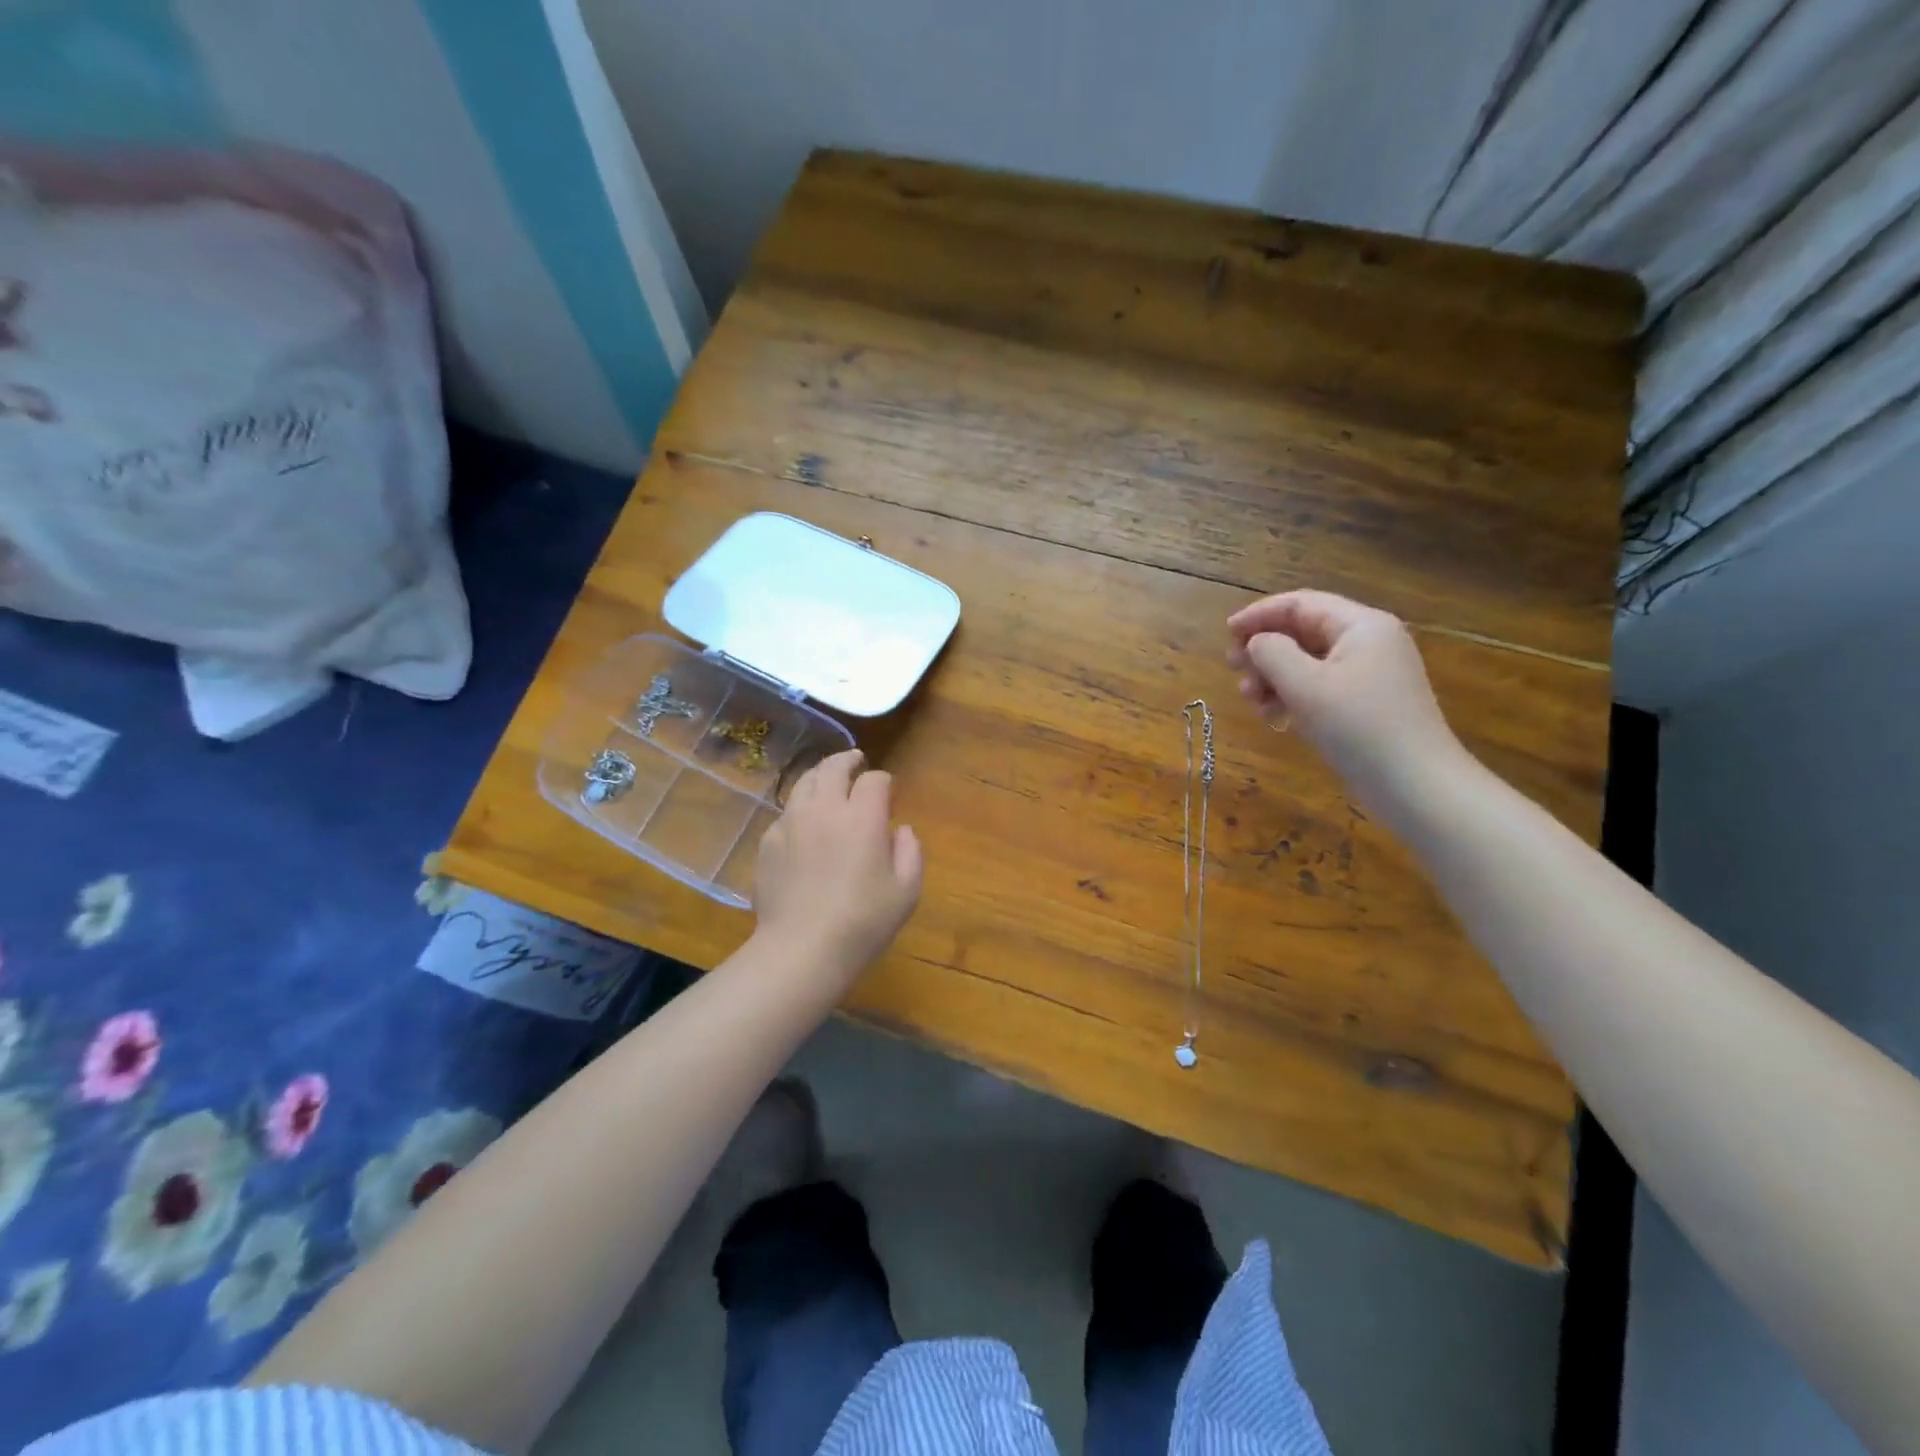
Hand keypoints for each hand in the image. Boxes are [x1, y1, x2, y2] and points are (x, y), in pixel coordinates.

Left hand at [753, 749, 922, 984]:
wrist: (801, 949)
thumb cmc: (863, 922)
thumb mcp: (906, 891)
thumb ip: (910, 851)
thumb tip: (900, 830)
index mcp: (862, 817)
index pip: (875, 780)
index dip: (885, 782)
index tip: (889, 793)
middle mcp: (824, 809)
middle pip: (833, 767)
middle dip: (848, 760)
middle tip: (856, 761)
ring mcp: (791, 823)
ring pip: (805, 783)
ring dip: (821, 775)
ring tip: (828, 779)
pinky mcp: (768, 841)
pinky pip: (786, 811)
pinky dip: (800, 807)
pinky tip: (805, 823)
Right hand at [1227, 590, 1469, 817]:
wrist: (1415, 785)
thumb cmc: (1358, 727)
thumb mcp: (1305, 686)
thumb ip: (1272, 653)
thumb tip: (1257, 643)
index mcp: (1361, 625)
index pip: (1301, 604)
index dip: (1259, 614)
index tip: (1226, 633)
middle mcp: (1368, 642)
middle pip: (1303, 631)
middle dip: (1264, 648)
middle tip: (1233, 669)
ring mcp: (1369, 674)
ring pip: (1308, 662)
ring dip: (1273, 676)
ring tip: (1252, 700)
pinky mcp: (1366, 704)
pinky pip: (1320, 687)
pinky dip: (1292, 695)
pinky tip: (1274, 716)